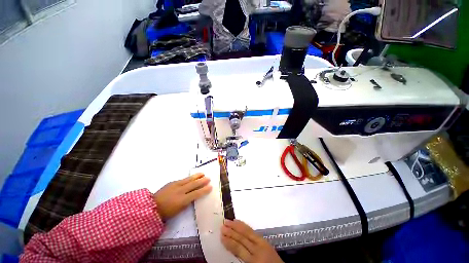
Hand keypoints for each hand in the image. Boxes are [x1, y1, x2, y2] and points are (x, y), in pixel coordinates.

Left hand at [153, 173, 211, 220]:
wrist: (152, 206)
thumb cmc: (166, 212)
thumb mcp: (178, 210)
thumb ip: (187, 202)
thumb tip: (194, 195)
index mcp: (182, 200)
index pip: (196, 193)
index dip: (204, 190)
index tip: (210, 186)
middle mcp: (180, 191)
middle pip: (194, 184)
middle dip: (202, 181)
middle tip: (209, 178)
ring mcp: (176, 185)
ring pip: (189, 179)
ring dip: (197, 176)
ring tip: (203, 173)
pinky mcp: (172, 182)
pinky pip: (183, 179)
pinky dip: (189, 178)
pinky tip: (192, 177)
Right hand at [221, 219, 283, 262]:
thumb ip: (242, 258)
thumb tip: (231, 247)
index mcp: (253, 260)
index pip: (238, 249)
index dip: (229, 242)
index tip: (221, 236)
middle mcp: (257, 249)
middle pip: (242, 238)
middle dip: (231, 231)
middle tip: (222, 225)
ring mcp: (261, 243)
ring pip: (247, 232)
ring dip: (236, 226)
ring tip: (228, 221)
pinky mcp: (264, 240)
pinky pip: (253, 231)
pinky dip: (245, 226)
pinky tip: (239, 223)